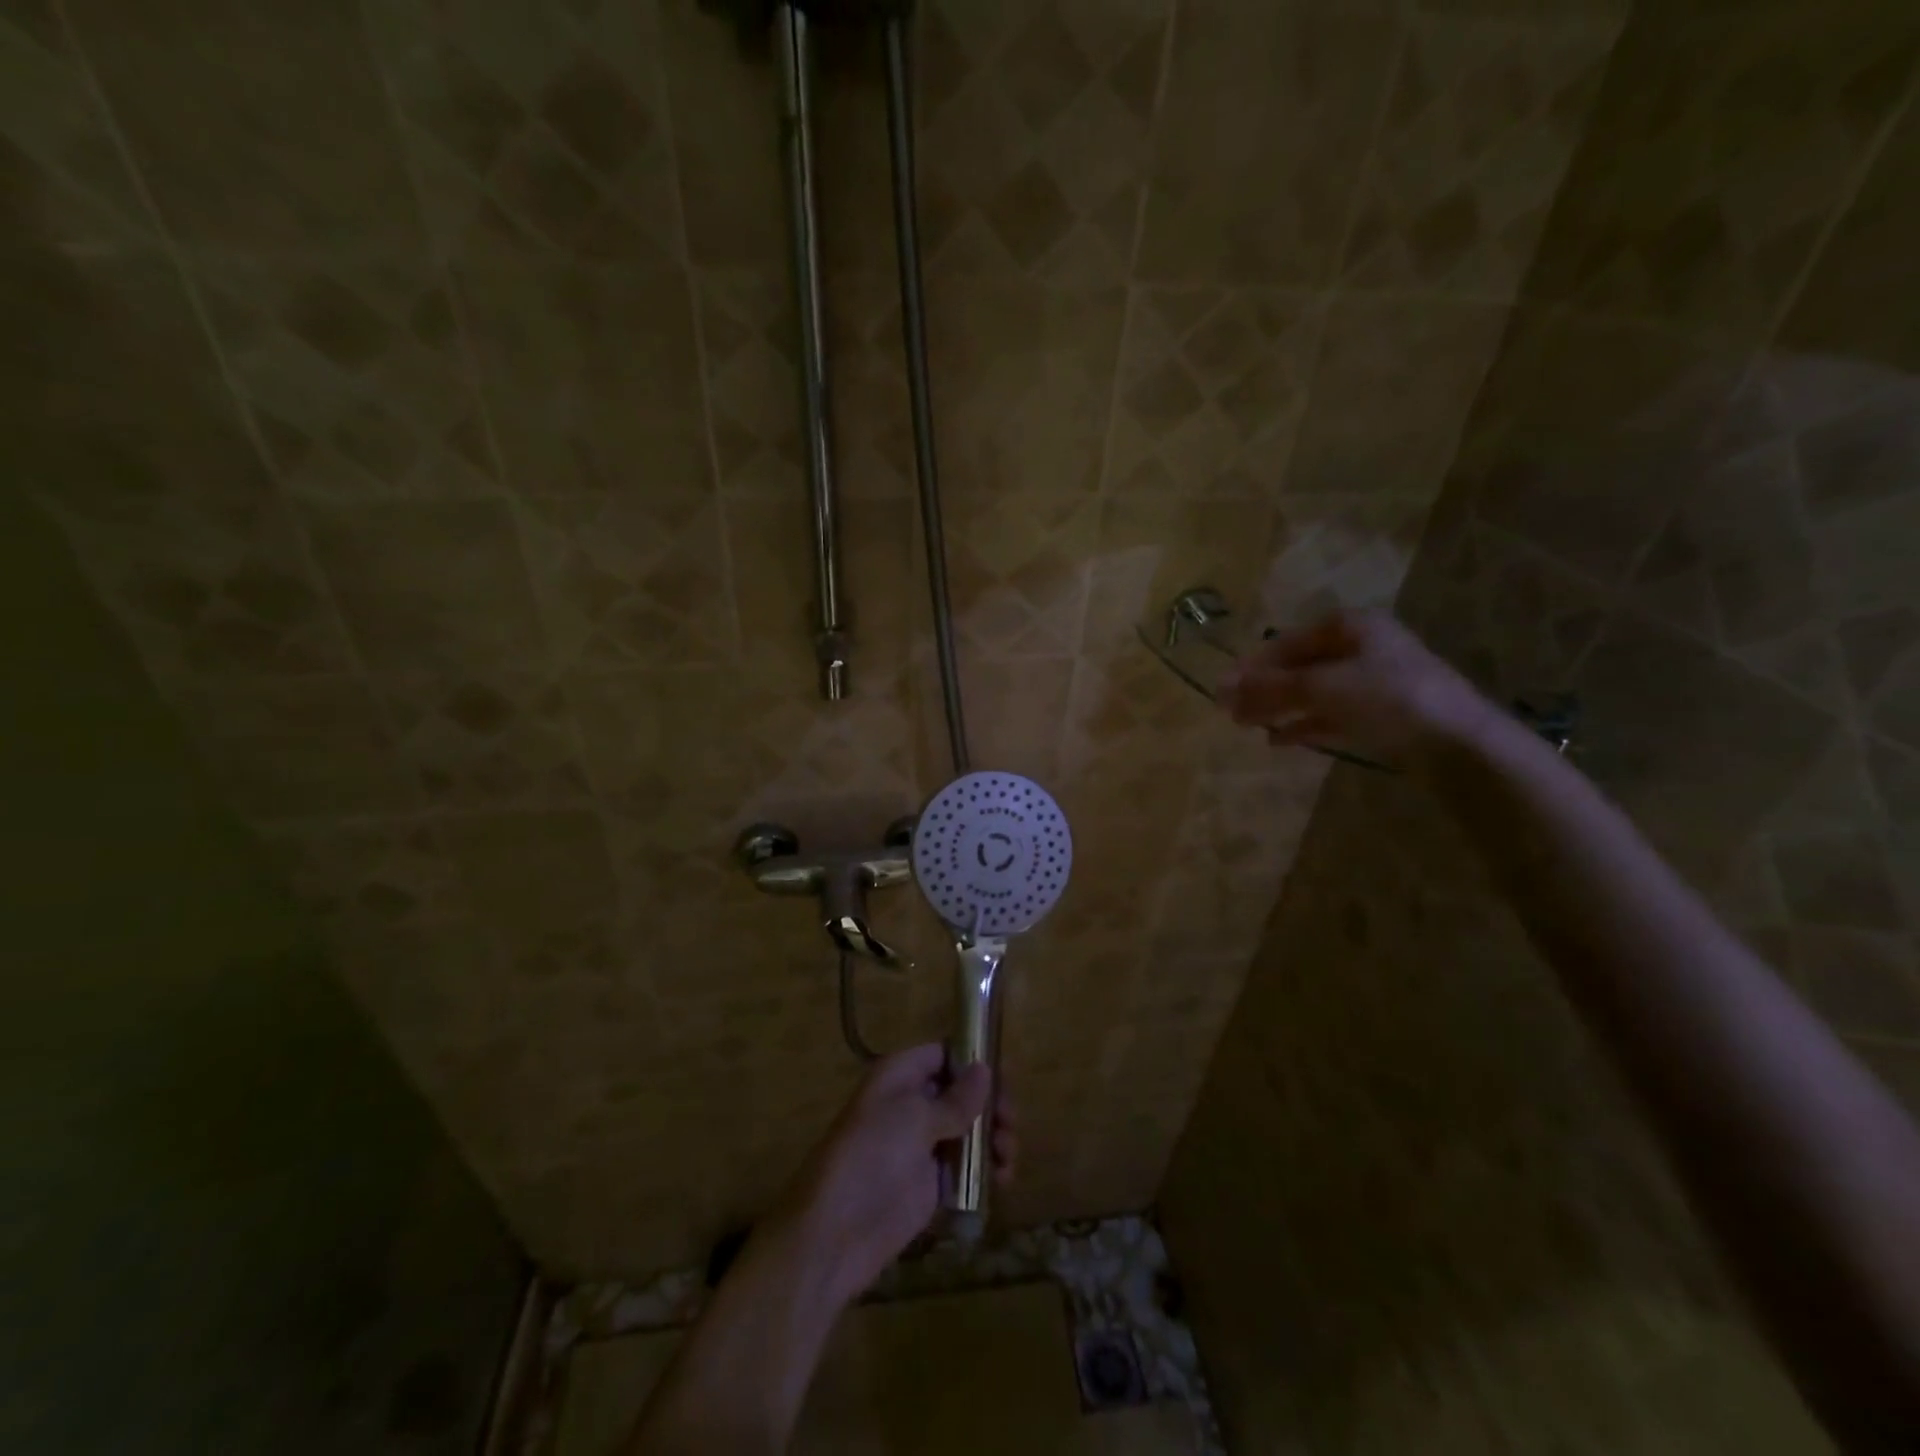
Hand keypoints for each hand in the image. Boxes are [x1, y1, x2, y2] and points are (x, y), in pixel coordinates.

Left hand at [766, 1044, 1014, 1309]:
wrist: (836, 1232)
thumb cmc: (872, 1156)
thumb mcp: (915, 1118)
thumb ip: (955, 1098)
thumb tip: (984, 1068)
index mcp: (901, 1076)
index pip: (944, 1054)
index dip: (974, 1062)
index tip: (1005, 1078)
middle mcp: (912, 1103)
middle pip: (962, 1093)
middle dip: (991, 1105)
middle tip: (1009, 1124)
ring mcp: (921, 1145)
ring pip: (968, 1130)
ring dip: (993, 1139)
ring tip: (1006, 1159)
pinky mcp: (930, 1184)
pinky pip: (966, 1167)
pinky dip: (986, 1170)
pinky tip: (1001, 1180)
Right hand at [1217, 610, 1497, 767]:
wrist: (1457, 743)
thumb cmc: (1387, 697)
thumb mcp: (1322, 686)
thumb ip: (1271, 686)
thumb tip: (1221, 686)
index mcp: (1351, 627)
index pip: (1288, 640)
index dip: (1253, 663)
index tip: (1224, 687)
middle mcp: (1362, 648)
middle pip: (1299, 666)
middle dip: (1263, 688)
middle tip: (1229, 711)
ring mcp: (1373, 684)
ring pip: (1312, 692)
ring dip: (1278, 707)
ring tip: (1245, 726)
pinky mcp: (1380, 716)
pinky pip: (1330, 715)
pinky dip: (1303, 725)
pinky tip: (1277, 740)